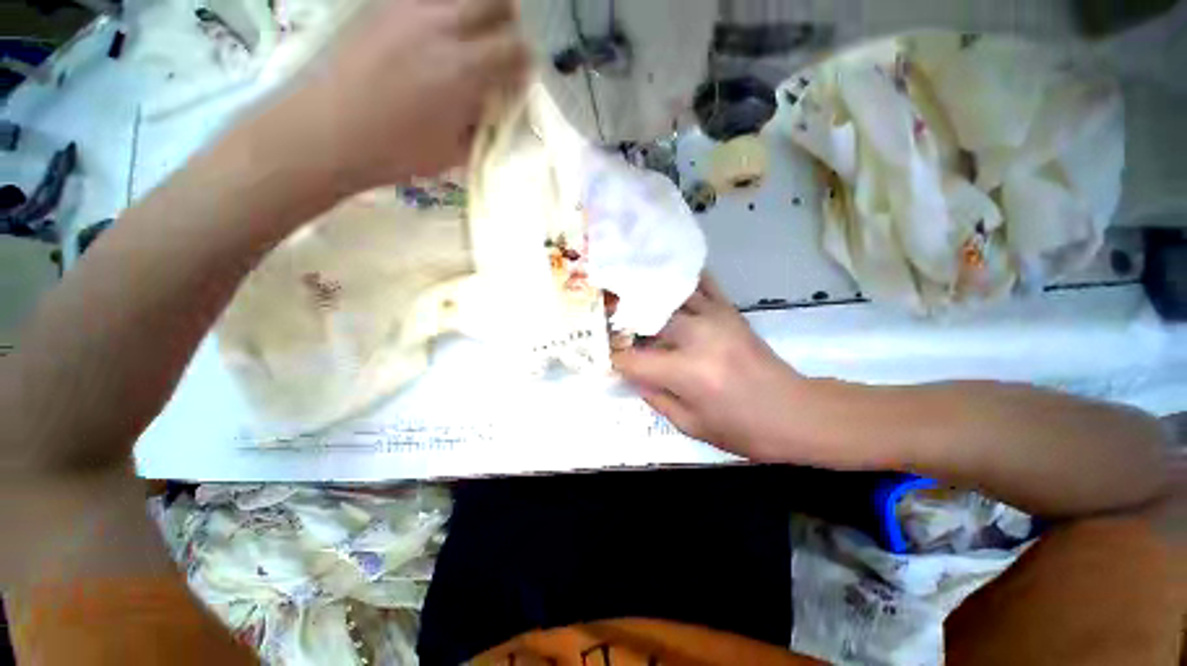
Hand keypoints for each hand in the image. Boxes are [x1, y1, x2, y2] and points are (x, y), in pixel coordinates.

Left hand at [261, 0, 528, 192]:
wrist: (331, 131)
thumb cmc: (399, 151)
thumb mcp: (455, 151)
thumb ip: (482, 122)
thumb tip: (495, 104)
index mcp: (465, 71)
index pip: (516, 50)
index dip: (526, 61)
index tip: (523, 74)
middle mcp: (442, 27)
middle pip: (495, 2)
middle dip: (509, 21)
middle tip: (504, 44)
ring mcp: (410, 10)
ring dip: (476, 12)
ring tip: (469, 37)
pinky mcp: (385, 7)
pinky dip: (443, 12)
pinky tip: (436, 34)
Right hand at [612, 275, 803, 461]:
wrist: (795, 413)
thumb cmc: (742, 429)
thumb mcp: (690, 425)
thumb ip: (655, 397)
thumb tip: (633, 375)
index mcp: (687, 372)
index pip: (634, 359)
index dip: (615, 359)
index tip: (607, 359)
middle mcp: (698, 337)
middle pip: (648, 319)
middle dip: (625, 324)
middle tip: (613, 327)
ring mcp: (715, 318)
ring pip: (671, 296)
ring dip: (648, 298)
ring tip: (630, 299)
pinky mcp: (730, 311)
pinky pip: (703, 285)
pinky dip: (683, 281)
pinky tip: (668, 281)